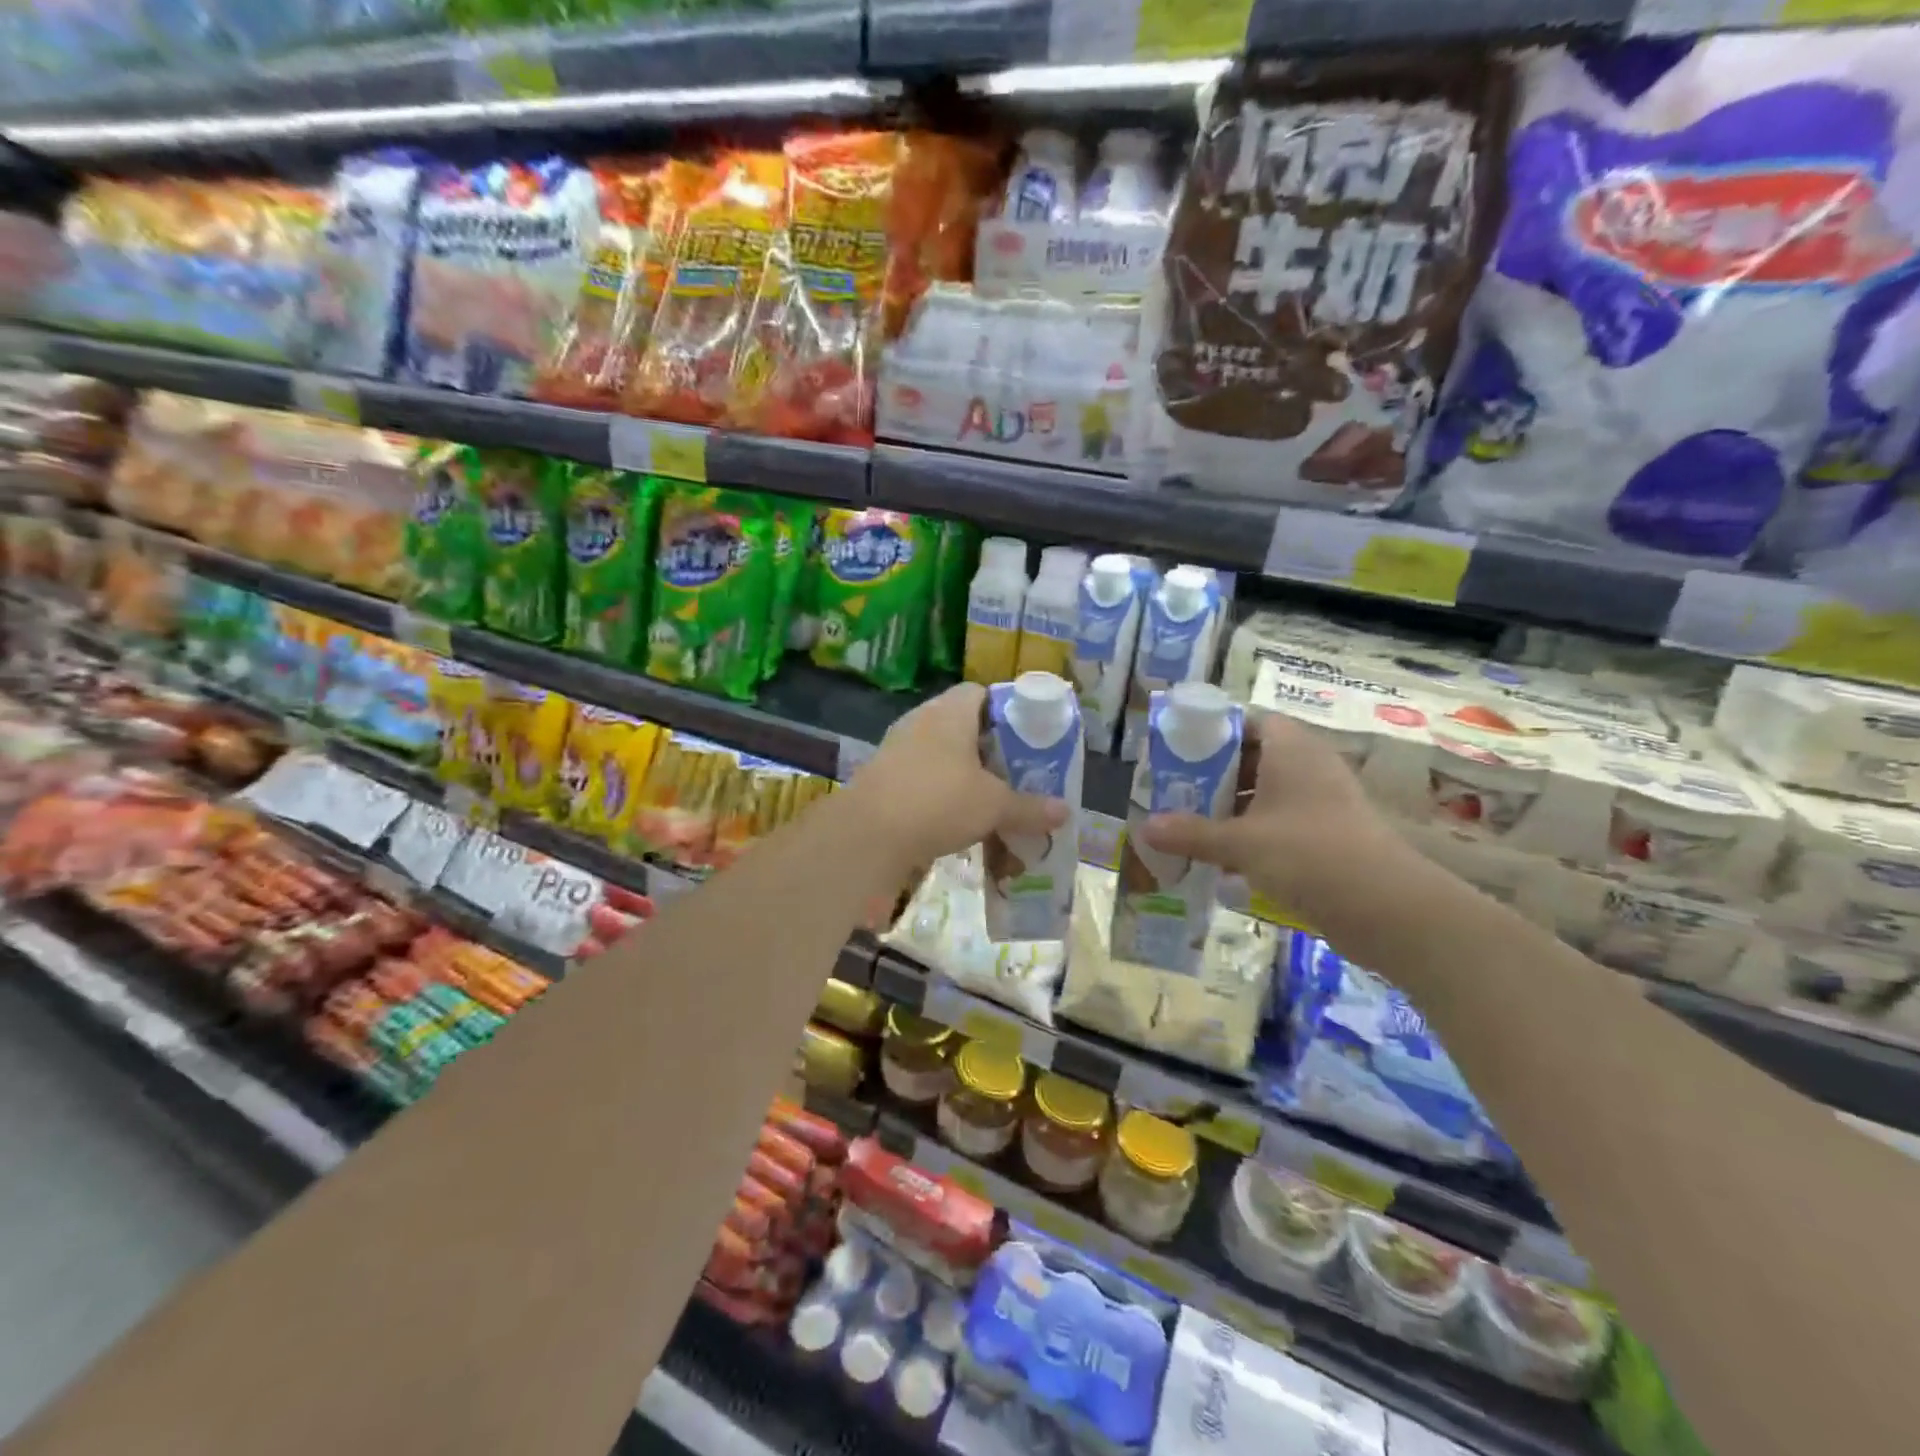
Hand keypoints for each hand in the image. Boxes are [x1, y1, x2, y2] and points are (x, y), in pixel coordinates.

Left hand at [847, 683, 1067, 872]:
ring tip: (990, 800)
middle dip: (989, 749)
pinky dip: (941, 794)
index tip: (1026, 735)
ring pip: (941, 755)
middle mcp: (920, 722)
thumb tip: (1065, 812)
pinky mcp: (883, 779)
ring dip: (965, 775)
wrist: (867, 835)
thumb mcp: (993, 806)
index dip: (1006, 709)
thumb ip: (1029, 807)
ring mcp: (897, 750)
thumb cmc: (938, 801)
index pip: (980, 692)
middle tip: (1014, 772)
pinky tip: (957, 821)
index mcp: (949, 712)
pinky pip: (922, 778)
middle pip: (962, 725)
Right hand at [1141, 711, 1411, 922]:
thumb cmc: (1306, 853)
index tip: (1183, 753)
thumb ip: (1191, 833)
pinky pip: (1286, 822)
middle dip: (1218, 775)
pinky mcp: (1333, 834)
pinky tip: (1229, 858)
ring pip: (1271, 793)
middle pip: (1258, 758)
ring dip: (1236, 807)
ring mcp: (1326, 802)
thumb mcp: (1240, 842)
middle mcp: (1311, 767)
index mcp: (1292, 750)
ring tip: (1196, 824)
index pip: (1252, 722)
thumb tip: (1144, 828)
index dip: (1217, 733)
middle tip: (1180, 791)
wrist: (1385, 907)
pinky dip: (1258, 833)